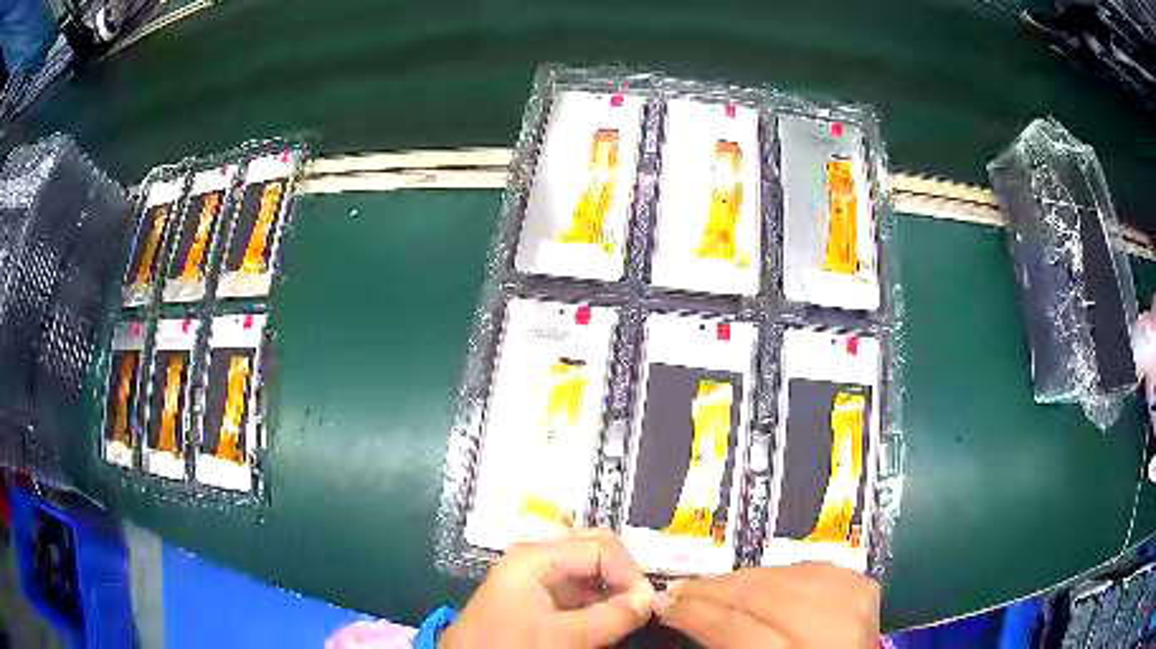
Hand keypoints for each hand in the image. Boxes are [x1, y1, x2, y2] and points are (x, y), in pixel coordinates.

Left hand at [441, 529, 654, 647]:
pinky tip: (608, 624)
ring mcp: (537, 579)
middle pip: (596, 552)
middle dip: (623, 578)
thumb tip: (649, 599)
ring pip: (590, 574)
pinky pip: (579, 593)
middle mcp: (538, 558)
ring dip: (613, 593)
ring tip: (628, 618)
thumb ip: (611, 615)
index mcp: (538, 555)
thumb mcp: (565, 635)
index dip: (630, 573)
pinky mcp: (538, 599)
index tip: (648, 605)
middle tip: (642, 607)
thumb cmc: (512, 645)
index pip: (602, 546)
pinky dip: (599, 605)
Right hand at [653, 563, 879, 647]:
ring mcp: (853, 602)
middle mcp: (834, 628)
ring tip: (710, 585)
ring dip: (741, 579)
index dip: (696, 613)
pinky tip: (756, 579)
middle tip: (680, 589)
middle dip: (713, 589)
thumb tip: (691, 615)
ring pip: (784, 575)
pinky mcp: (862, 586)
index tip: (666, 602)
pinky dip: (777, 573)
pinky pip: (808, 567)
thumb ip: (729, 645)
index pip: (737, 628)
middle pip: (762, 594)